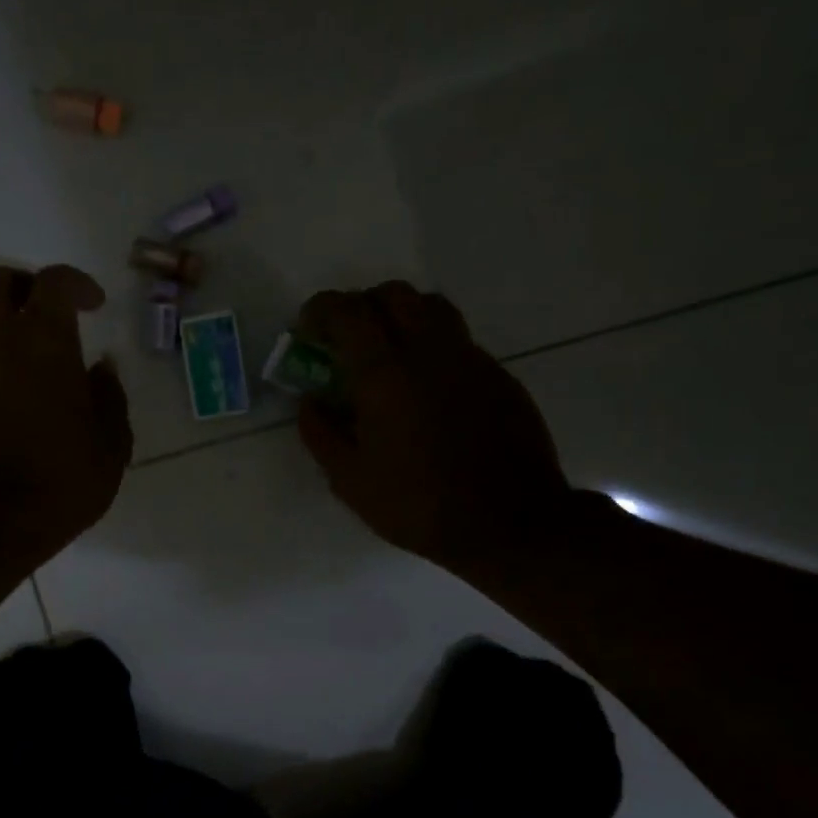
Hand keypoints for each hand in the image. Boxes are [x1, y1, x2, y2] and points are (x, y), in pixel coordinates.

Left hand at [0, 264, 132, 569]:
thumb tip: (101, 371)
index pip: (53, 282)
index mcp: (44, 342)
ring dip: (16, 332)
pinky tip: (34, 407)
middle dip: (26, 284)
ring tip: (54, 373)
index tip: (96, 304)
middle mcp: (0, 345)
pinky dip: (6, 366)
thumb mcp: (110, 447)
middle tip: (56, 312)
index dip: (77, 283)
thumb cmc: (58, 481)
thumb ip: (110, 400)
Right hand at [296, 281, 570, 582]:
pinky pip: (458, 341)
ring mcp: (470, 359)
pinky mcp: (498, 375)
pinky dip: (431, 346)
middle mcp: (429, 351)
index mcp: (385, 374)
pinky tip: (425, 389)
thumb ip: (321, 433)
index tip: (308, 328)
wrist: (509, 524)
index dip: (321, 309)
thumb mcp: (349, 480)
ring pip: (432, 308)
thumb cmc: (418, 505)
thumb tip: (311, 401)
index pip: (348, 312)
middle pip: (393, 294)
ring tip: (387, 353)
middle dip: (362, 305)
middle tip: (347, 338)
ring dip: (401, 316)